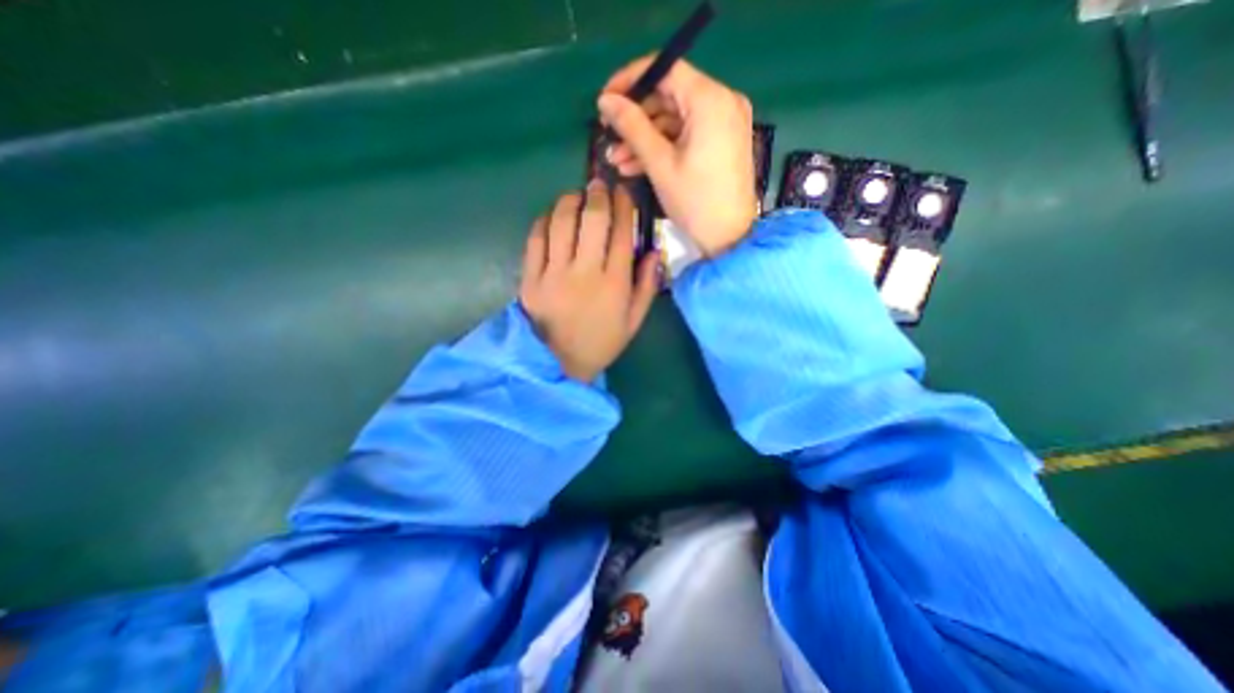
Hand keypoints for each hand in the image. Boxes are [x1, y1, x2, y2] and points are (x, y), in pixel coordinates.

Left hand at [516, 181, 659, 379]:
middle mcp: (585, 272)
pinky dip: (544, 221)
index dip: (623, 206)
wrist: (559, 364)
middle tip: (599, 184)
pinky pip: (536, 239)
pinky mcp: (530, 278)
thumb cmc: (601, 343)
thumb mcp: (633, 321)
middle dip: (598, 194)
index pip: (621, 233)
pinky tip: (552, 217)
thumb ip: (647, 286)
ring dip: (570, 201)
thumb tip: (655, 251)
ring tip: (576, 196)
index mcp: (614, 283)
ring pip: (562, 222)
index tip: (623, 192)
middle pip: (592, 219)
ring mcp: (554, 274)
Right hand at [595, 55, 757, 256]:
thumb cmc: (695, 202)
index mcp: (710, 100)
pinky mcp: (721, 143)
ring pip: (675, 121)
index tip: (605, 100)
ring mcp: (724, 124)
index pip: (666, 69)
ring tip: (617, 161)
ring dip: (644, 139)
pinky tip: (636, 166)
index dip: (631, 81)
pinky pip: (687, 136)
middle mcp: (722, 102)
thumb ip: (632, 127)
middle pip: (669, 97)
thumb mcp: (660, 164)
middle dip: (635, 120)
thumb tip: (605, 101)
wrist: (729, 238)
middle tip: (609, 138)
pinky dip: (663, 148)